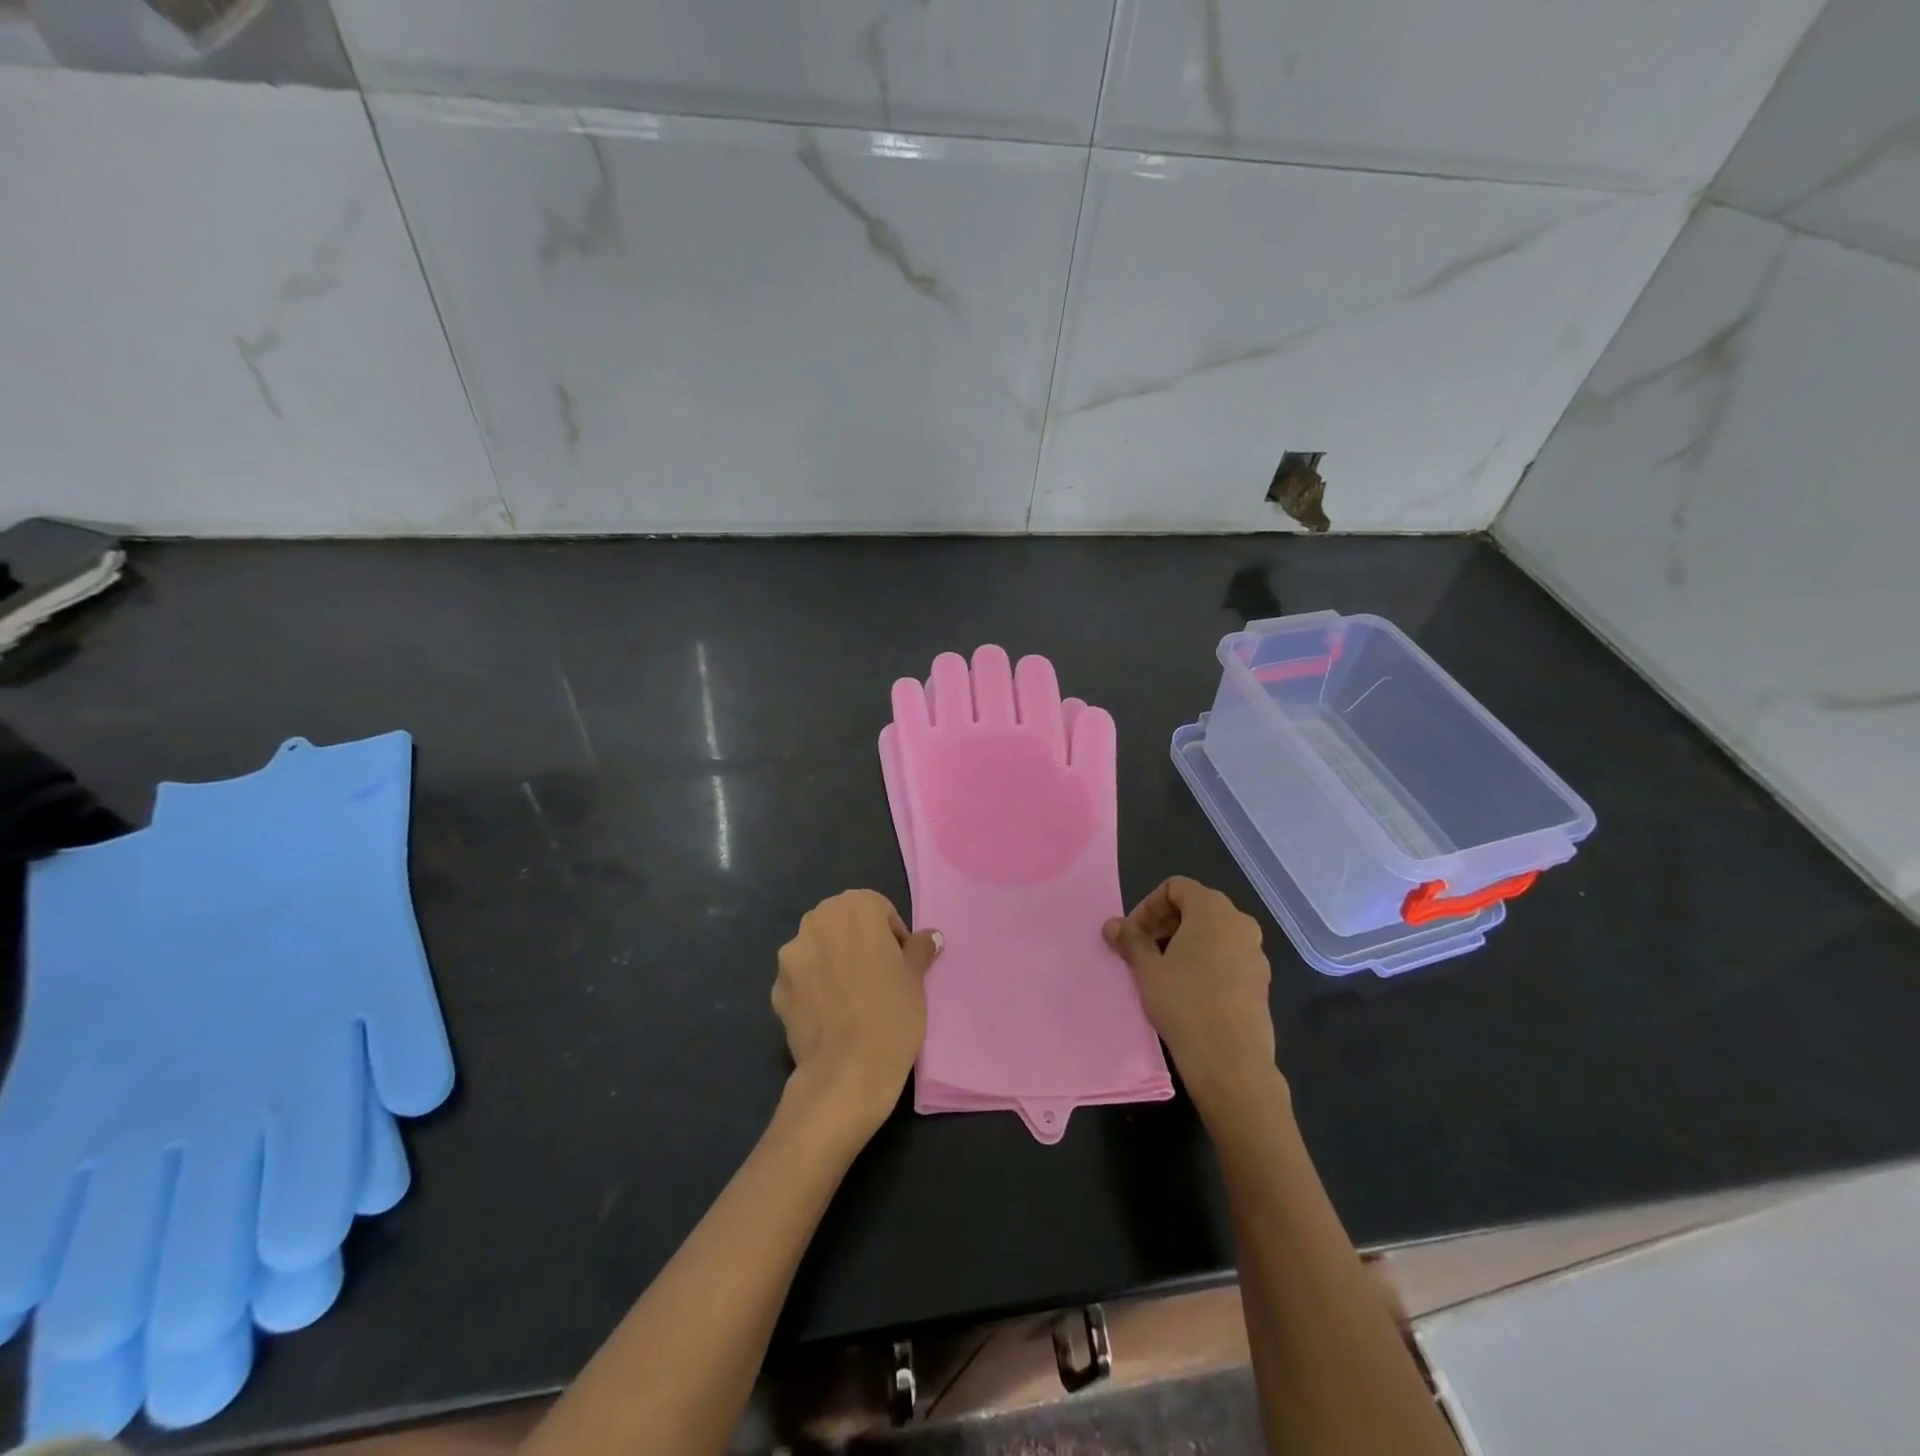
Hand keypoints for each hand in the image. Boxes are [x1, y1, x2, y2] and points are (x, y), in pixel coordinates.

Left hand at [774, 890, 941, 1138]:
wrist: (847, 1071)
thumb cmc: (892, 1013)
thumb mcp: (917, 978)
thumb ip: (919, 949)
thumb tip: (931, 936)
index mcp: (855, 908)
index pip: (879, 910)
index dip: (893, 937)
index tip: (901, 965)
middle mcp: (816, 921)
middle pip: (843, 924)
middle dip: (859, 944)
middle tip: (879, 979)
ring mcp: (791, 955)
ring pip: (819, 950)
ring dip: (833, 963)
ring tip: (852, 999)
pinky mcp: (776, 988)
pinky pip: (801, 980)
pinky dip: (814, 989)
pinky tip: (830, 1016)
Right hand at [1103, 877, 1277, 1111]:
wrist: (1231, 1060)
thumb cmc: (1184, 1002)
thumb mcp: (1147, 969)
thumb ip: (1130, 940)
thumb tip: (1112, 925)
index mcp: (1213, 909)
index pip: (1176, 887)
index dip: (1148, 905)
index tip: (1133, 934)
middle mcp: (1240, 923)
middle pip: (1196, 907)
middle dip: (1165, 923)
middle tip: (1142, 950)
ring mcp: (1255, 953)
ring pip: (1213, 934)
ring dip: (1184, 943)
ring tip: (1163, 971)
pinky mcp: (1261, 981)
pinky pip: (1228, 957)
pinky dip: (1205, 962)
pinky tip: (1188, 991)